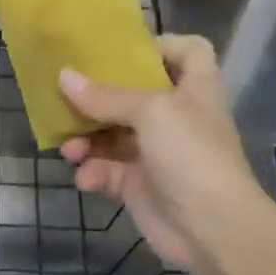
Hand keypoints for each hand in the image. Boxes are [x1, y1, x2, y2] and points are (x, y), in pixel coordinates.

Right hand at [58, 34, 260, 270]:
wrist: (212, 227)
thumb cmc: (190, 154)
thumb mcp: (150, 112)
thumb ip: (105, 96)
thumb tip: (64, 77)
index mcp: (193, 89)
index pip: (186, 52)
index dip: (158, 46)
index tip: (121, 52)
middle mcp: (176, 117)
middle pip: (133, 95)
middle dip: (98, 99)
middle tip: (67, 100)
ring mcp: (157, 153)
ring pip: (112, 136)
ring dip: (87, 140)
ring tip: (69, 149)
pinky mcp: (139, 185)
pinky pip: (108, 171)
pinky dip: (94, 173)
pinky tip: (86, 179)